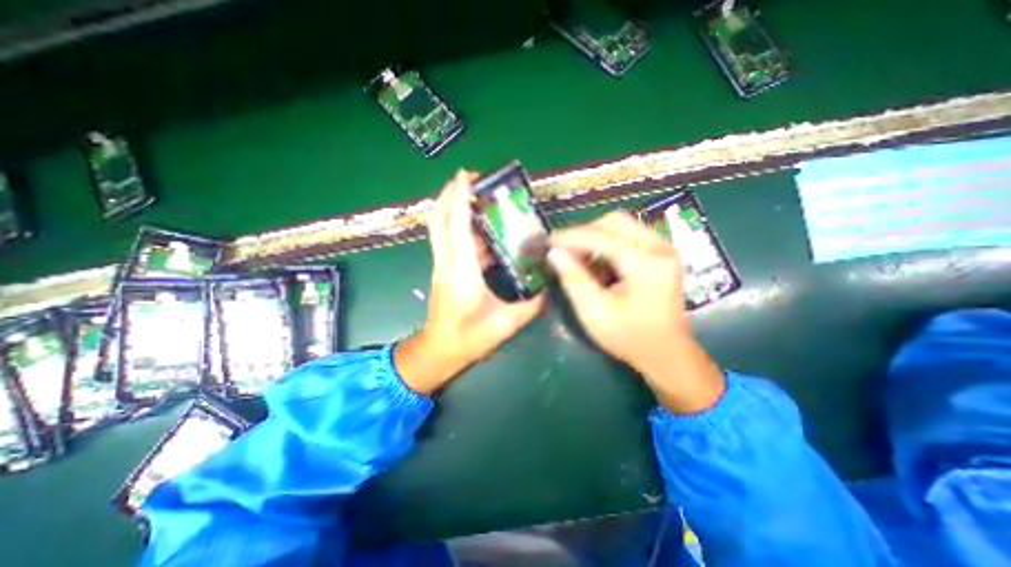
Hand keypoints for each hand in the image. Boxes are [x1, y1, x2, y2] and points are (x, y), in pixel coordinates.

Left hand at [393, 172, 543, 396]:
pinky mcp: (443, 270)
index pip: (458, 227)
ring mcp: (442, 266)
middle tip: (470, 178)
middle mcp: (447, 263)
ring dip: (452, 206)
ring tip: (475, 195)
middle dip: (450, 194)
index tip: (466, 176)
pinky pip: (447, 239)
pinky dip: (458, 225)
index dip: (460, 198)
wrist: (438, 351)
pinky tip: (479, 227)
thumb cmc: (469, 339)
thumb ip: (531, 304)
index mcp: (462, 272)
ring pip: (440, 227)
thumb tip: (548, 286)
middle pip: (440, 220)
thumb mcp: (506, 324)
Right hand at [546, 211, 726, 414]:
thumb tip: (554, 253)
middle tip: (563, 249)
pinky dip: (606, 243)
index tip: (547, 241)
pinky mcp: (661, 253)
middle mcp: (659, 247)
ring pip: (621, 225)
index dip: (570, 237)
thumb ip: (573, 279)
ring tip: (576, 255)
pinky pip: (628, 236)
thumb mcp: (594, 312)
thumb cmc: (629, 337)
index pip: (601, 237)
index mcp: (646, 263)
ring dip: (594, 236)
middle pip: (614, 222)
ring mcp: (663, 248)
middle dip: (584, 232)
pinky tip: (595, 261)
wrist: (666, 353)